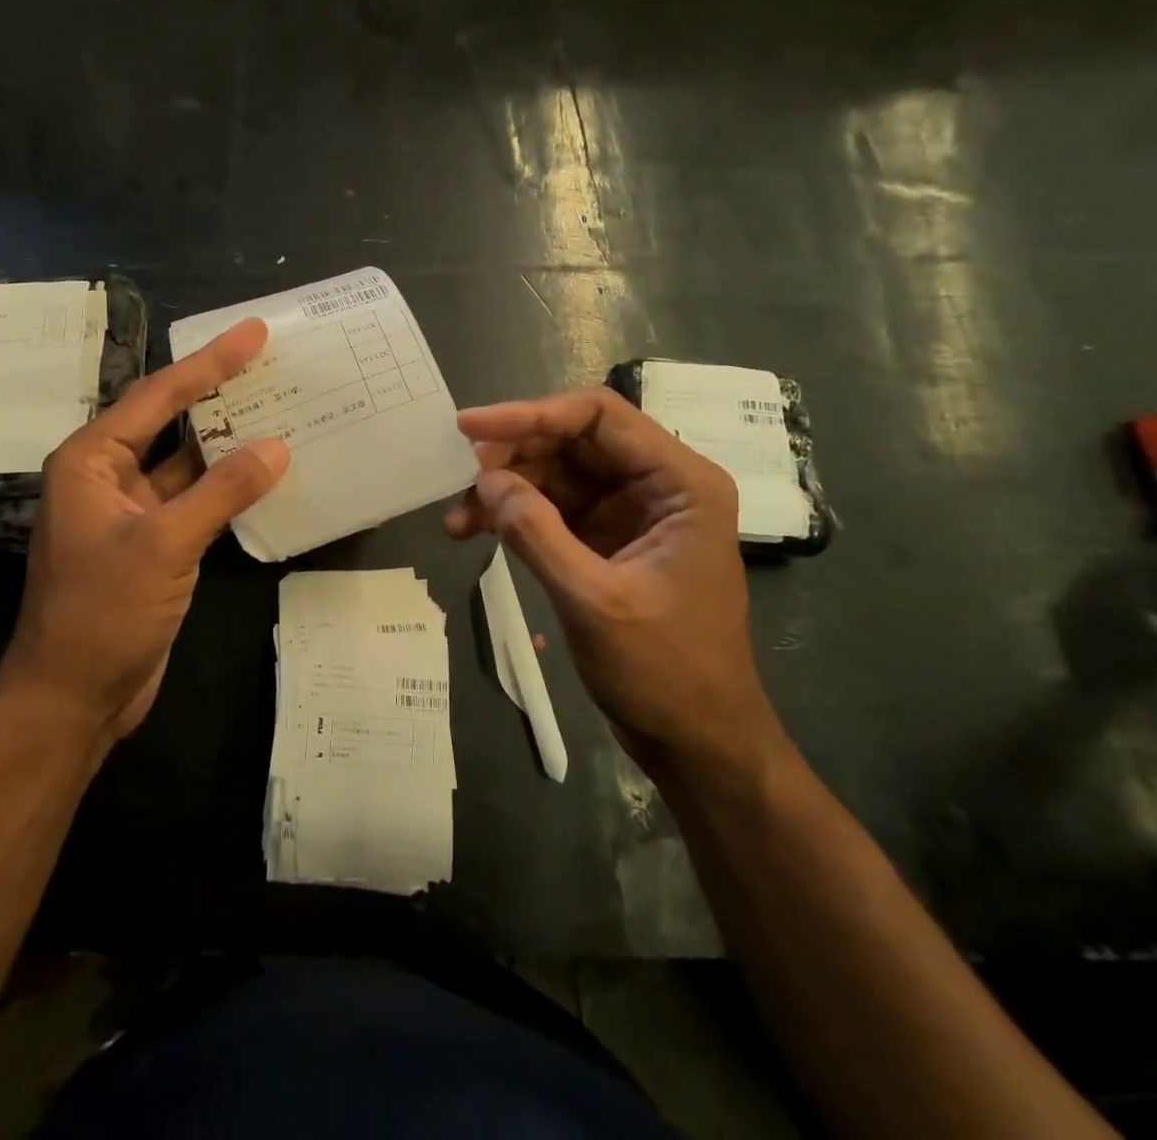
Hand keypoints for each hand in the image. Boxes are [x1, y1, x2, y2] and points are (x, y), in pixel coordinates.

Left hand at [2, 319, 289, 744]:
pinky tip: (267, 473)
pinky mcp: (154, 546)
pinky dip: (229, 488)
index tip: (252, 332)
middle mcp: (109, 477)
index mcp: (92, 461)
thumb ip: (222, 491)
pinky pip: (197, 502)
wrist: (73, 696)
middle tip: (272, 361)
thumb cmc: (102, 612)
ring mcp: (133, 513)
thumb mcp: (164, 544)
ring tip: (281, 408)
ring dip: (230, 443)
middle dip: (220, 394)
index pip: (158, 396)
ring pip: (189, 465)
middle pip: (172, 422)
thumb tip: (276, 447)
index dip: (209, 362)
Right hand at [446, 387, 790, 789]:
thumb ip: (536, 533)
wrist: (698, 742)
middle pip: (573, 440)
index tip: (469, 429)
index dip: (530, 414)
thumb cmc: (665, 672)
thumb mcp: (593, 601)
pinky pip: (555, 507)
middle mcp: (659, 484)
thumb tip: (485, 480)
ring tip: (458, 521)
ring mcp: (633, 511)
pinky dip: (516, 515)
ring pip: (557, 473)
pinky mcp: (609, 538)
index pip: (599, 417)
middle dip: (512, 457)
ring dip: (506, 489)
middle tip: (460, 482)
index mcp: (680, 483)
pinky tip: (478, 531)